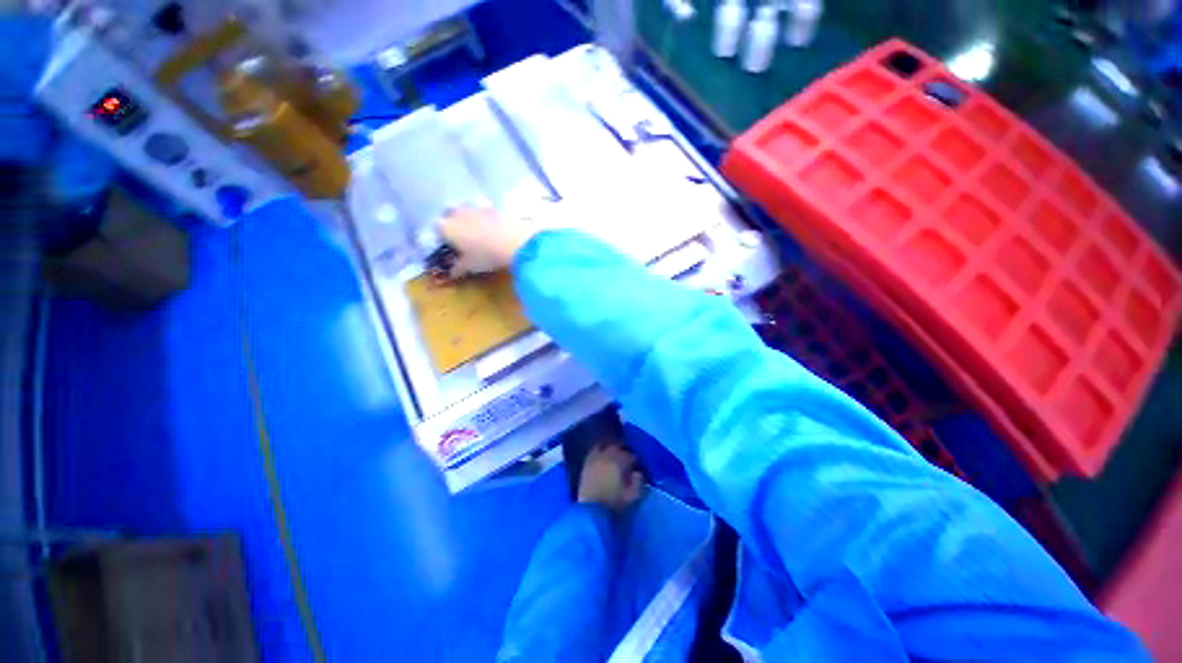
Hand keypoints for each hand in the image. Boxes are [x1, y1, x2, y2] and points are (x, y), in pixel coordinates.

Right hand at [438, 205, 544, 276]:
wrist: (514, 242)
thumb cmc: (485, 255)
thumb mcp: (469, 266)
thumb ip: (457, 268)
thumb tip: (452, 273)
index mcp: (445, 227)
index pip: (437, 229)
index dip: (442, 238)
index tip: (450, 247)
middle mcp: (457, 212)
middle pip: (450, 216)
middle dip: (454, 226)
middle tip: (463, 240)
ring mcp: (475, 207)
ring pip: (466, 211)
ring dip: (469, 219)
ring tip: (478, 233)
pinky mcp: (492, 207)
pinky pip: (483, 211)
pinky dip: (485, 217)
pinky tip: (492, 227)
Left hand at [578, 442, 643, 511]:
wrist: (591, 511)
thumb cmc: (613, 504)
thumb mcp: (631, 496)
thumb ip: (637, 482)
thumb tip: (638, 473)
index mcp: (619, 462)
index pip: (630, 455)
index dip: (634, 460)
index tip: (636, 466)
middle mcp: (606, 456)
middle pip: (617, 447)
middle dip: (623, 451)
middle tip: (627, 458)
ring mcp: (595, 458)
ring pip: (604, 445)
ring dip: (610, 448)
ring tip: (614, 454)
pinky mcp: (586, 463)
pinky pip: (594, 450)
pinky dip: (599, 450)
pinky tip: (602, 455)